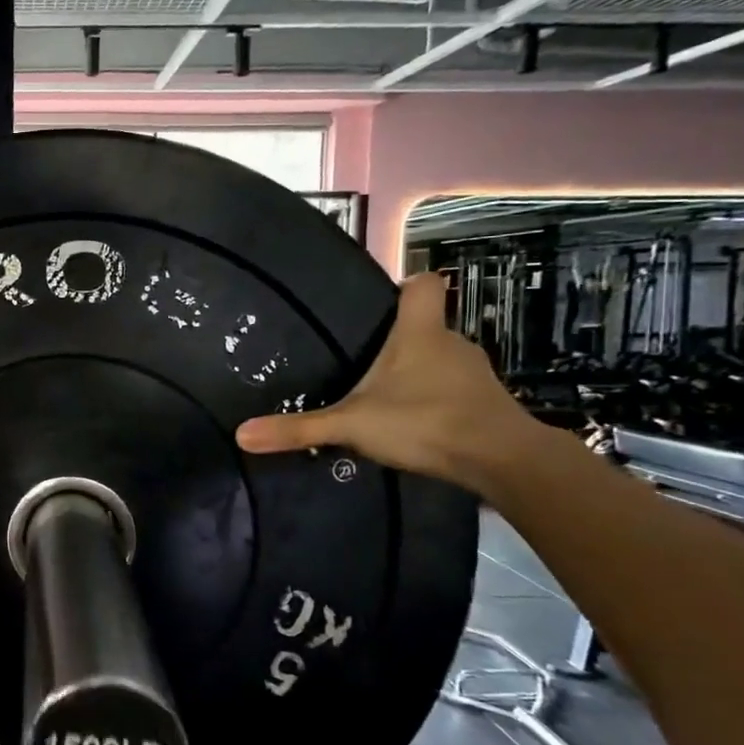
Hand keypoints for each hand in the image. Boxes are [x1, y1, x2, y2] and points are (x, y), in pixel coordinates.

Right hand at [235, 272, 541, 493]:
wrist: (502, 460)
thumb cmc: (425, 421)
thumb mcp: (351, 425)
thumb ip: (299, 428)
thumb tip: (241, 434)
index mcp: (420, 332)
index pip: (424, 284)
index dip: (406, 285)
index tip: (383, 300)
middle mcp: (452, 343)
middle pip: (427, 325)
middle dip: (400, 340)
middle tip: (364, 361)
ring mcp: (475, 373)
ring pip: (442, 360)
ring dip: (419, 373)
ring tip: (386, 398)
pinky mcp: (488, 403)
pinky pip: (456, 390)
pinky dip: (438, 400)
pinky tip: (417, 424)